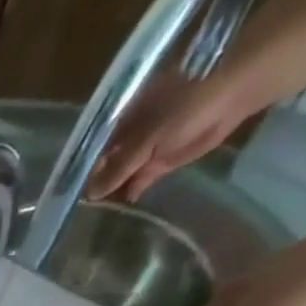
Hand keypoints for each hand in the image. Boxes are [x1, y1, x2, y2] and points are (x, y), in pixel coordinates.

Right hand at [87, 71, 252, 202]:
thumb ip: (120, 168)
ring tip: (97, 215)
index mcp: (119, 124)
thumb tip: (91, 194)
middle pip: (105, 166)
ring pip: (122, 174)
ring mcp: (147, 148)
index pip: (92, 153)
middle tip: (80, 211)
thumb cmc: (187, 105)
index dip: (82, 173)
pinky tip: (122, 206)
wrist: (236, 91)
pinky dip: (133, 191)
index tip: (69, 196)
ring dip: (113, 192)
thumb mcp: (147, 139)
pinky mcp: (165, 159)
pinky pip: (142, 179)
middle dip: (96, 185)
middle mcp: (129, 136)